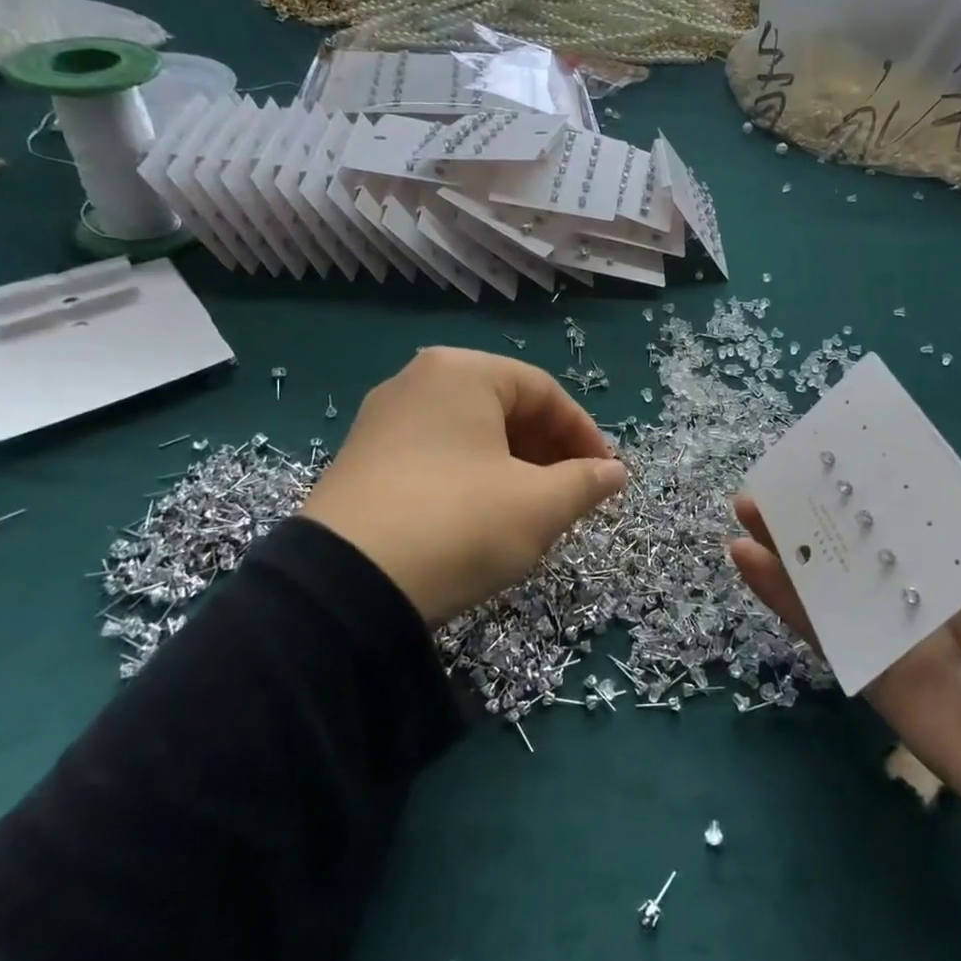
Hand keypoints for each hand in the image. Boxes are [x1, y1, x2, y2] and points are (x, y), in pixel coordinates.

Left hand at [301, 349, 626, 624]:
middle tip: (572, 493)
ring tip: (535, 508)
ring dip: (514, 466)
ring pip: (471, 433)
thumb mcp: (538, 506)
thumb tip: (616, 473)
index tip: (606, 475)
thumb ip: (586, 482)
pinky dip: (473, 476)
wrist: (345, 587)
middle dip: (548, 451)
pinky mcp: (361, 459)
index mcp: (462, 372)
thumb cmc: (460, 524)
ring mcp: (382, 420)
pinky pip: (436, 454)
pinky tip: (484, 516)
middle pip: (505, 407)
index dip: (584, 434)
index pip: (544, 392)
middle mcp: (418, 381)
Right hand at [729, 497, 960, 858]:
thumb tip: (876, 488)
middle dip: (813, 503)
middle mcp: (921, 580)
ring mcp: (890, 625)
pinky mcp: (866, 667)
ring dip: (786, 542)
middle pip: (856, 533)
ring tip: (746, 508)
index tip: (820, 444)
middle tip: (769, 476)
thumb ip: (944, 529)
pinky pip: (817, 623)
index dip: (861, 471)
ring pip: (828, 575)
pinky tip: (745, 558)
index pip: (901, 497)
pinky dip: (779, 592)